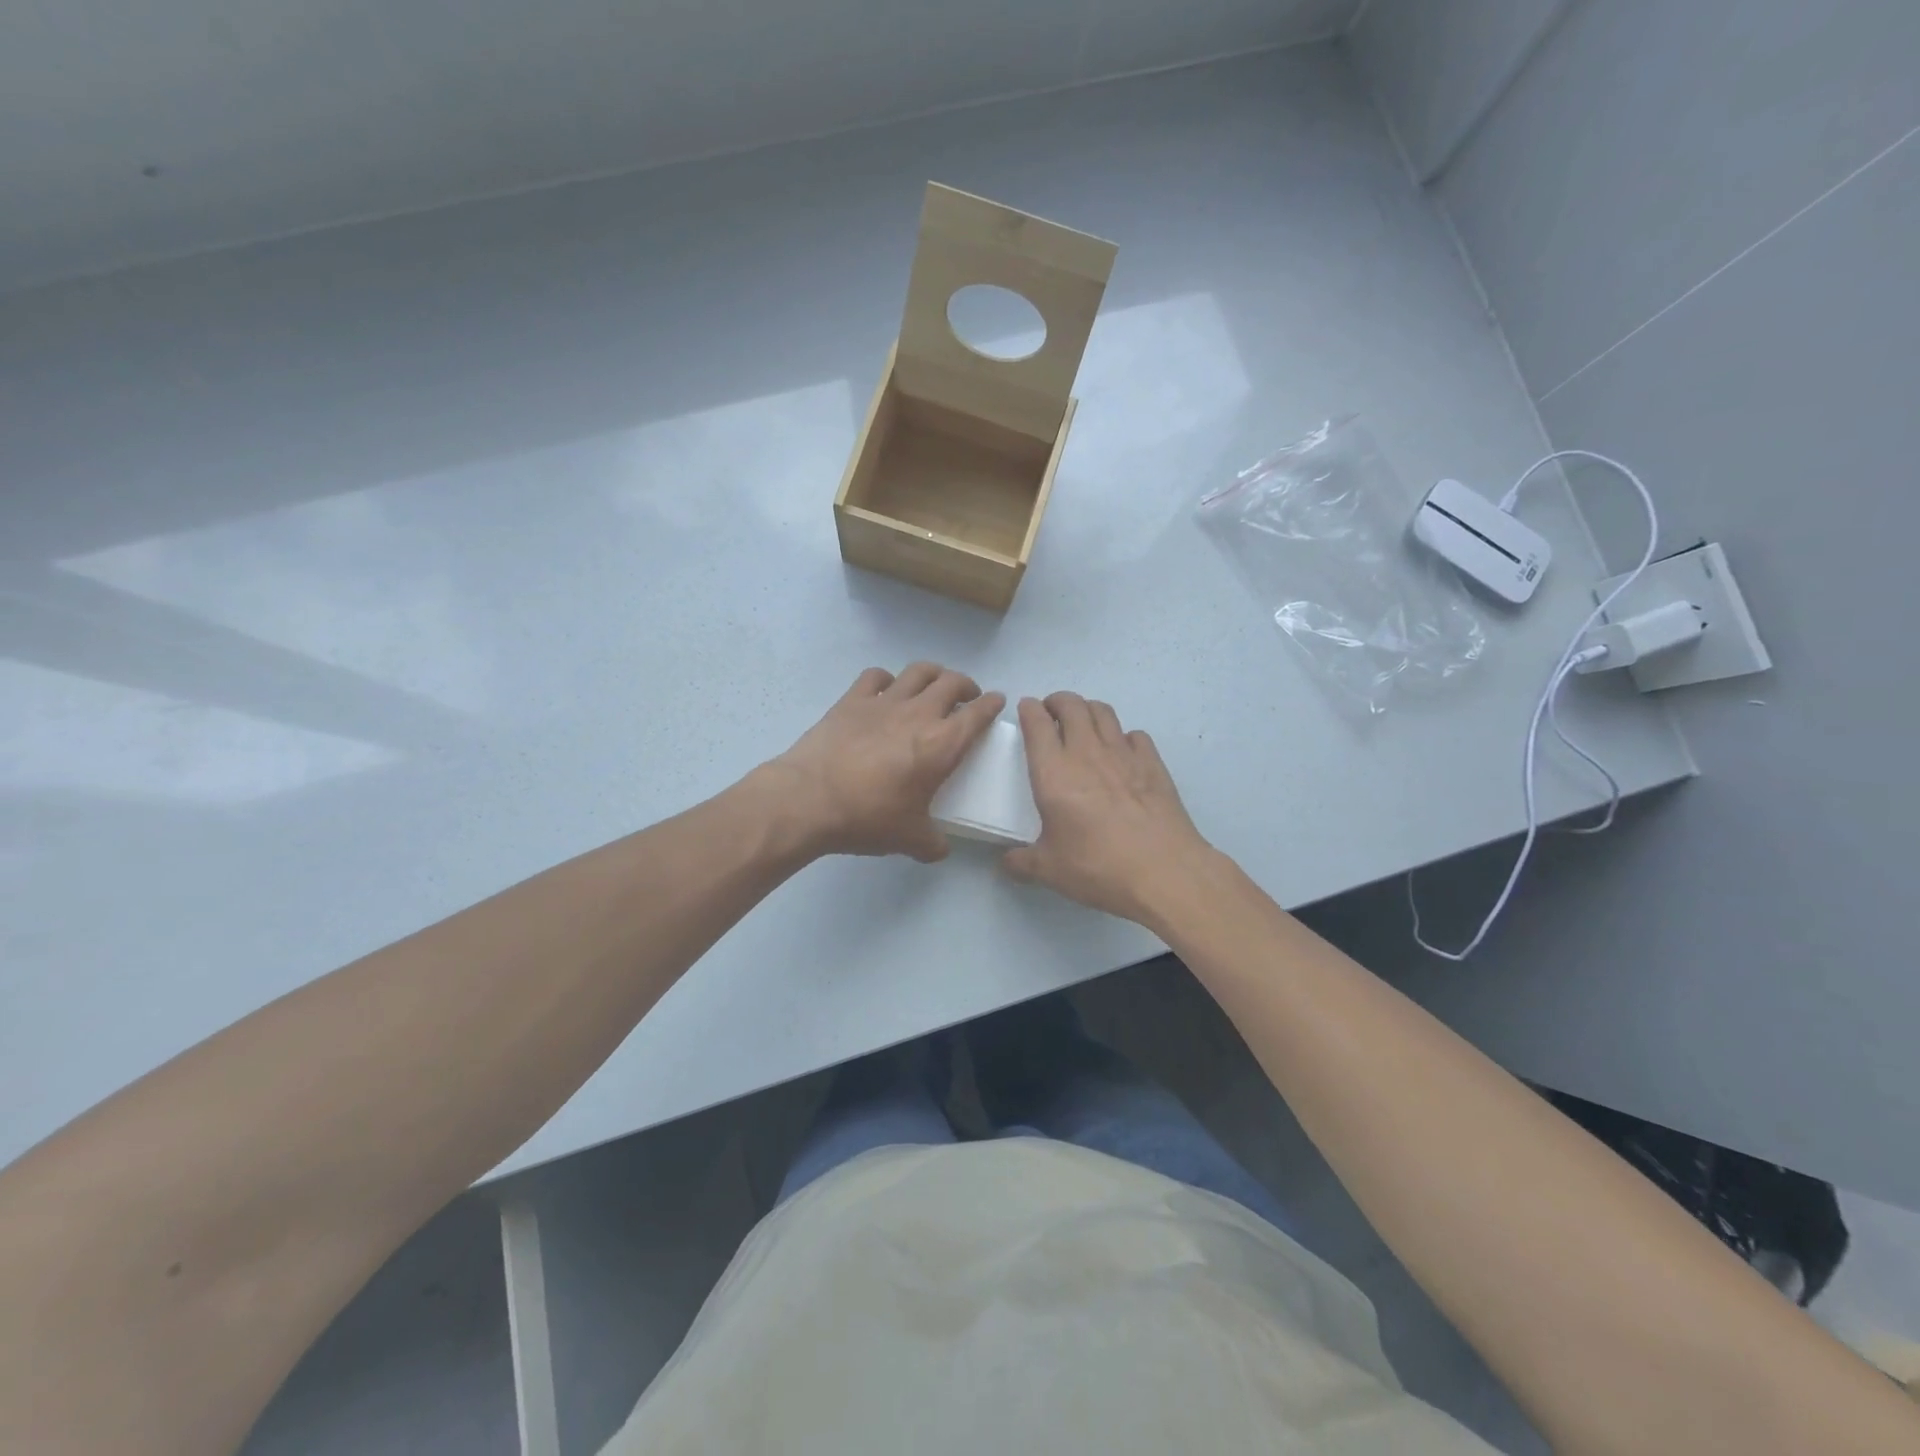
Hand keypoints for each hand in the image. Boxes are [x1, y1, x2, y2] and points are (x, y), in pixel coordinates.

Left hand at [766, 663, 1004, 861]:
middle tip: (966, 698)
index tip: (996, 702)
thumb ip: (933, 843)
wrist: (809, 799)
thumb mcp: (910, 839)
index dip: (992, 705)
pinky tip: (885, 690)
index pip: (978, 714)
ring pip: (918, 671)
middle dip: (966, 686)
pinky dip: (887, 679)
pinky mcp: (852, 700)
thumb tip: (941, 849)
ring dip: (933, 674)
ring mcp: (884, 702)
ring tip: (933, 685)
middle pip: (952, 682)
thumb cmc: (868, 818)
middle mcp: (919, 714)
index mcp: (942, 745)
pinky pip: (876, 676)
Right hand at [1004, 694, 1215, 925]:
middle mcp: (1087, 753)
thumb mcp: (1049, 870)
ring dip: (1088, 710)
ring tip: (1082, 724)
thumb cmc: (1098, 867)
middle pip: (1071, 705)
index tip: (1026, 710)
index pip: (1036, 723)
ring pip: (1103, 711)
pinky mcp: (1153, 763)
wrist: (1164, 872)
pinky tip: (1121, 752)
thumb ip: (1022, 862)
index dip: (1029, 710)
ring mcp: (1124, 754)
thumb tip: (1007, 861)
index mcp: (1053, 773)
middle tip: (1051, 713)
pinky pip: (1135, 734)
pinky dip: (1123, 736)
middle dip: (1057, 701)